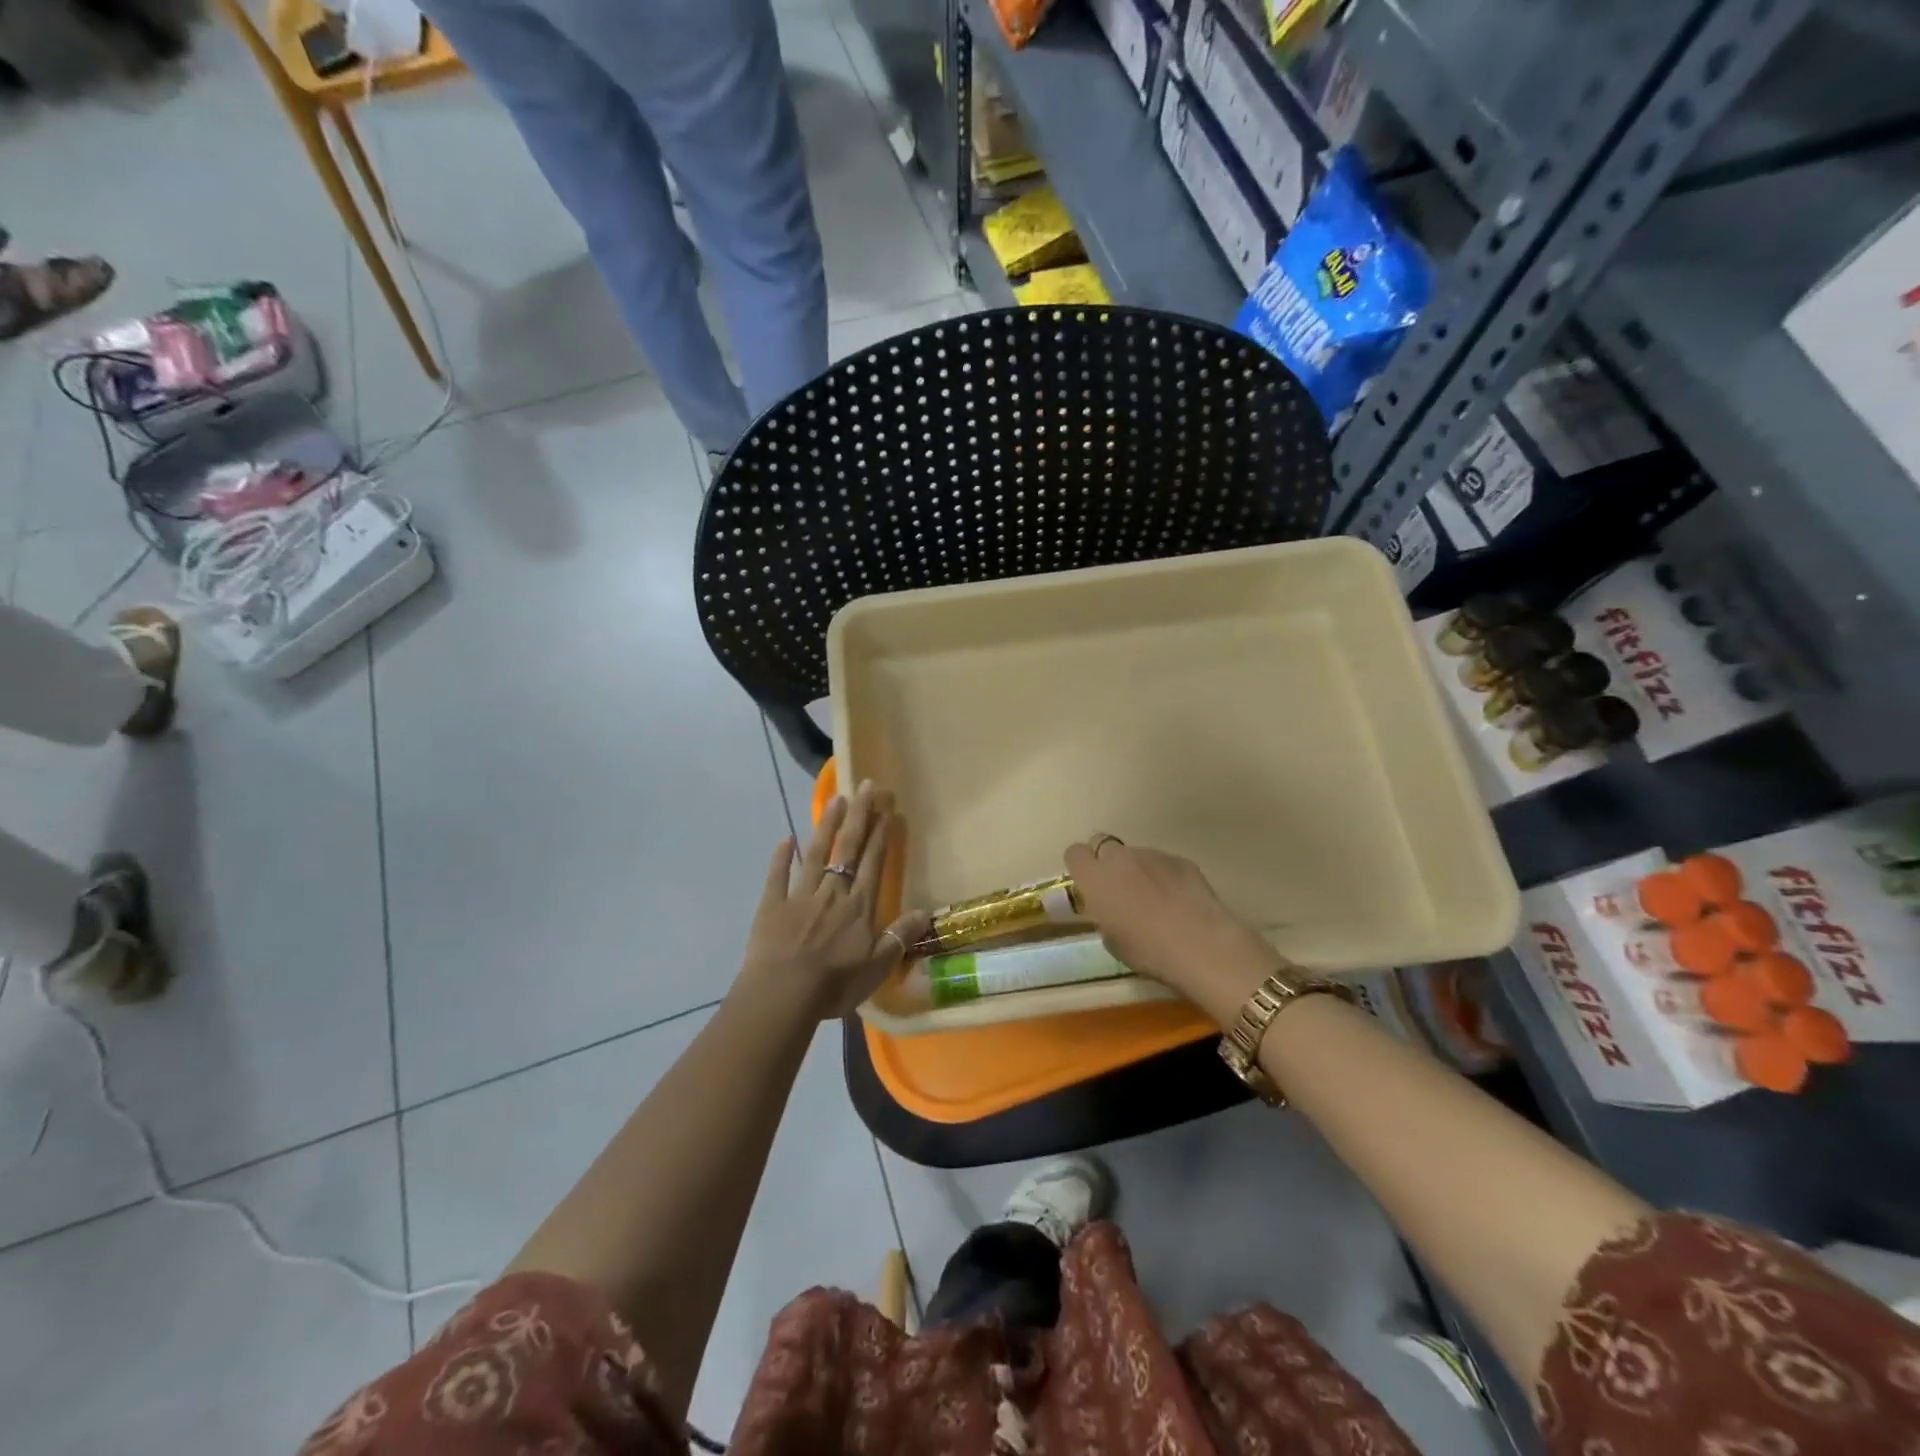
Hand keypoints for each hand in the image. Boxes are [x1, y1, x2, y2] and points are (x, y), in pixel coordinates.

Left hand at [741, 782, 930, 1021]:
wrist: (782, 995)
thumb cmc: (833, 985)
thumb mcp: (877, 968)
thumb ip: (899, 937)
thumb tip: (926, 912)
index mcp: (858, 907)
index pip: (873, 863)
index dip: (881, 835)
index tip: (887, 809)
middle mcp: (832, 893)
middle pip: (848, 849)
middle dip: (859, 816)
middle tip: (866, 786)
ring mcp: (800, 896)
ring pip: (816, 854)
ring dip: (827, 825)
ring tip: (836, 799)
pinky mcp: (772, 906)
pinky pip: (777, 876)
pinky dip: (781, 857)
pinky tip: (785, 838)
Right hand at [1063, 836, 1278, 1026]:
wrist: (1201, 946)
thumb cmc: (1148, 951)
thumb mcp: (1112, 941)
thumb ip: (1104, 915)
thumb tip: (1111, 909)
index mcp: (1095, 879)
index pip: (1075, 853)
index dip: (1081, 867)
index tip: (1088, 885)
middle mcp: (1120, 858)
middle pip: (1104, 844)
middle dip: (1107, 862)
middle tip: (1118, 889)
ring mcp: (1153, 855)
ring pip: (1136, 854)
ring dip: (1137, 870)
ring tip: (1155, 899)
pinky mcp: (1181, 860)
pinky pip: (1164, 863)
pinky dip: (1165, 876)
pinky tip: (1179, 901)